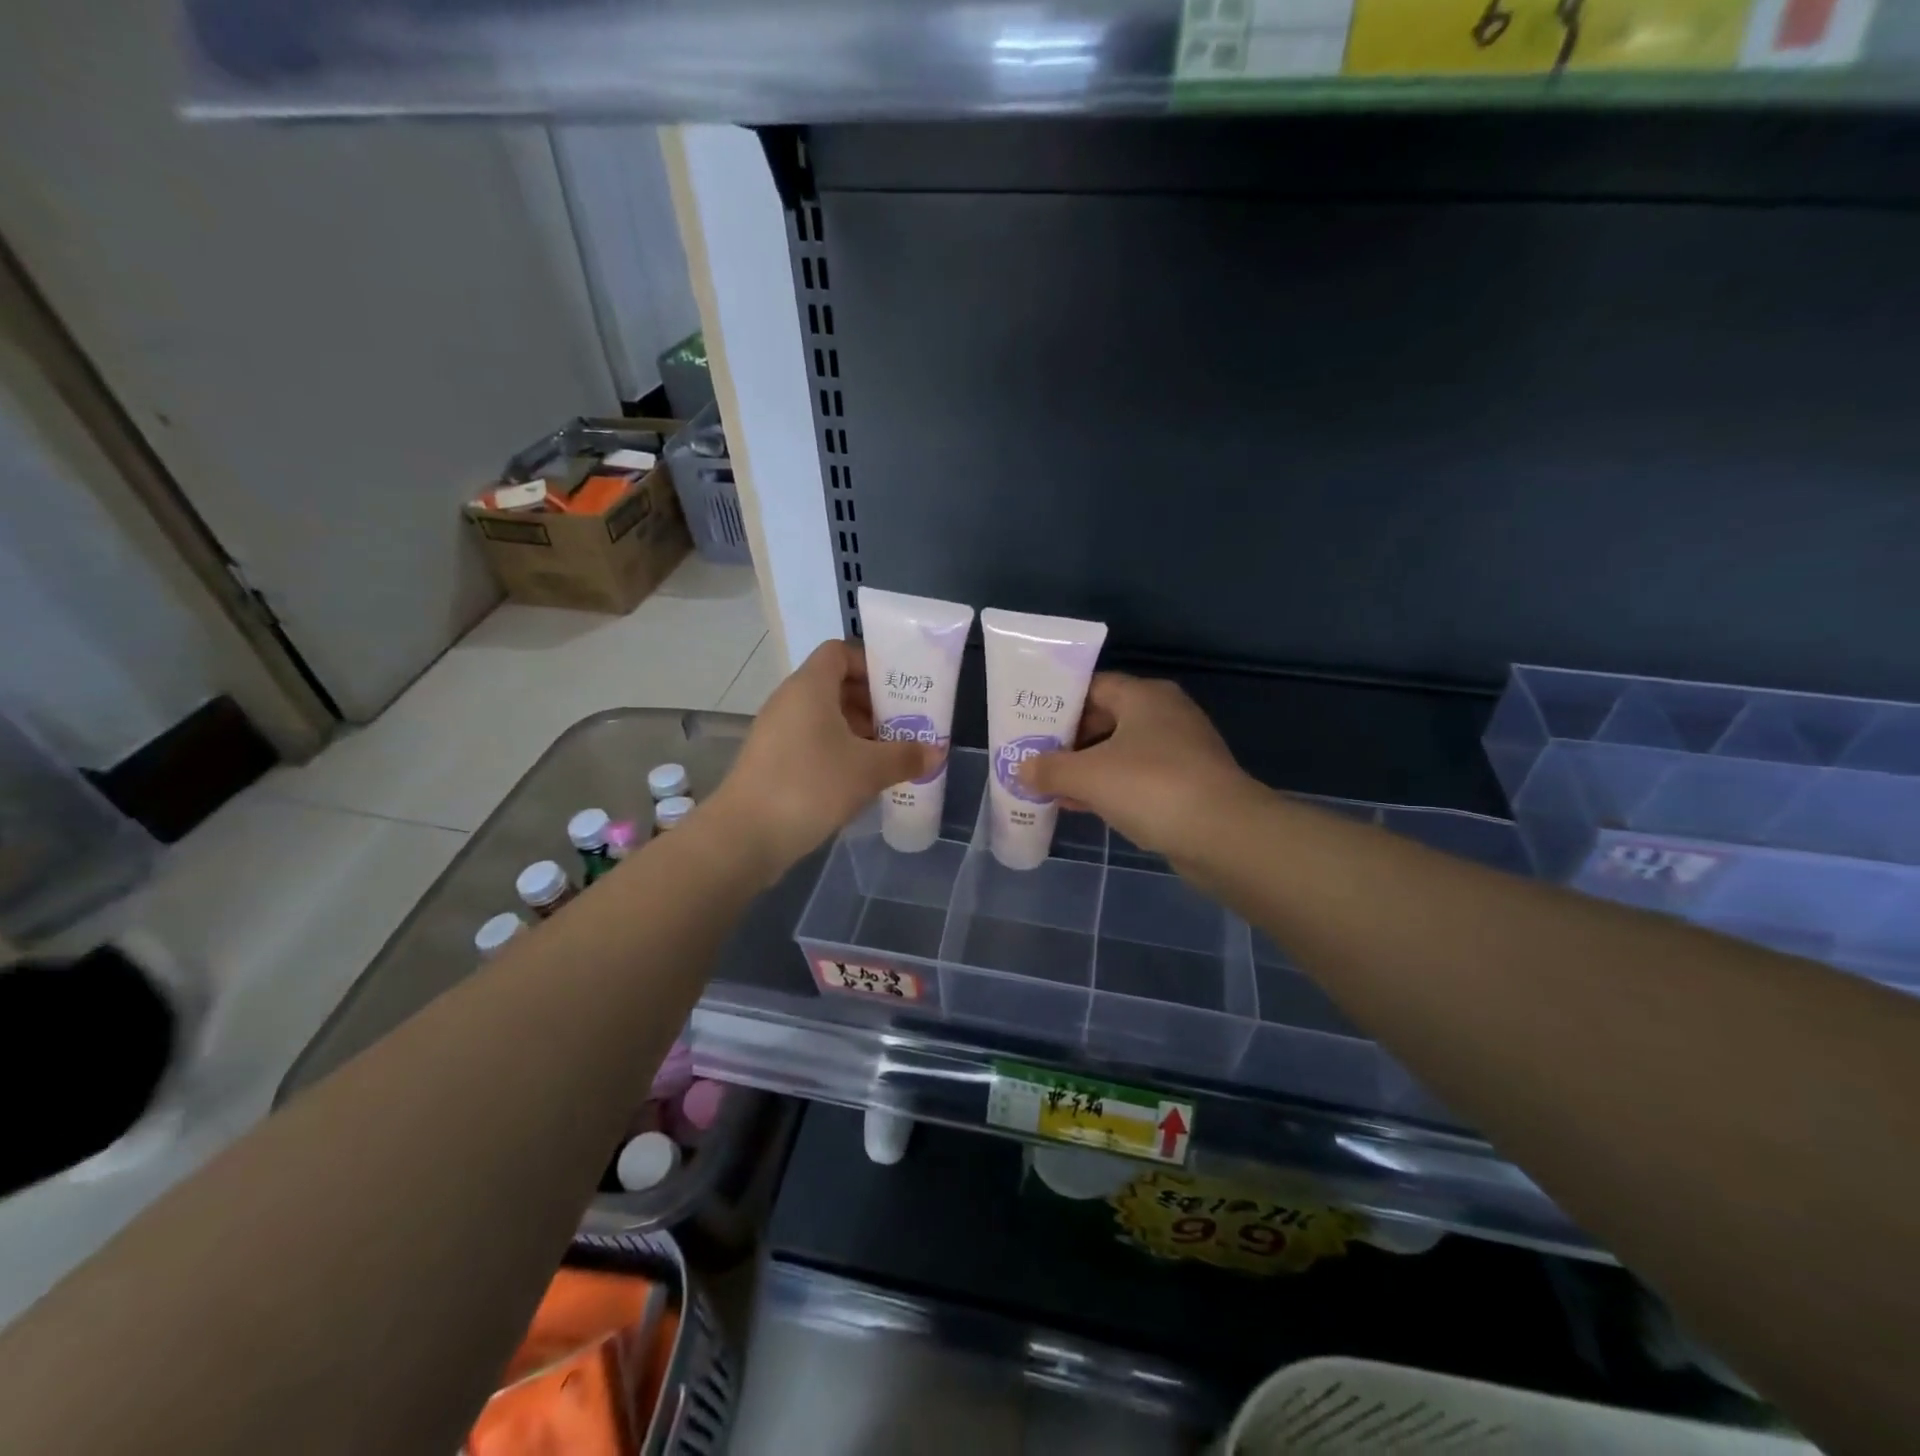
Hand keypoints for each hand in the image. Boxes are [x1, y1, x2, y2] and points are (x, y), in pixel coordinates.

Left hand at [711, 639, 934, 878]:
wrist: (745, 836)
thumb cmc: (811, 786)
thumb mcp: (868, 770)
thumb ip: (906, 756)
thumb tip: (936, 750)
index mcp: (809, 687)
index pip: (840, 652)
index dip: (870, 665)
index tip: (898, 691)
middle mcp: (789, 701)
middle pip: (834, 685)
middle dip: (871, 703)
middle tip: (902, 726)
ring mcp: (776, 732)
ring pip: (823, 717)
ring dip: (857, 731)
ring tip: (887, 755)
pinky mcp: (771, 761)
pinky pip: (811, 742)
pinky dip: (837, 751)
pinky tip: (859, 779)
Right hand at [1017, 673, 1248, 860]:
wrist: (1223, 835)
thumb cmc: (1151, 787)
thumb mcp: (1088, 776)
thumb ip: (1049, 769)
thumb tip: (1021, 768)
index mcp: (1145, 696)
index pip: (1093, 686)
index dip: (1059, 704)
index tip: (1031, 724)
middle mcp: (1166, 715)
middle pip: (1106, 719)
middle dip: (1069, 741)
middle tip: (1035, 757)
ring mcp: (1181, 751)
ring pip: (1121, 752)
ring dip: (1087, 769)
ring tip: (1050, 785)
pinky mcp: (1188, 784)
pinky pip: (1138, 779)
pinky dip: (1110, 788)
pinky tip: (1081, 806)